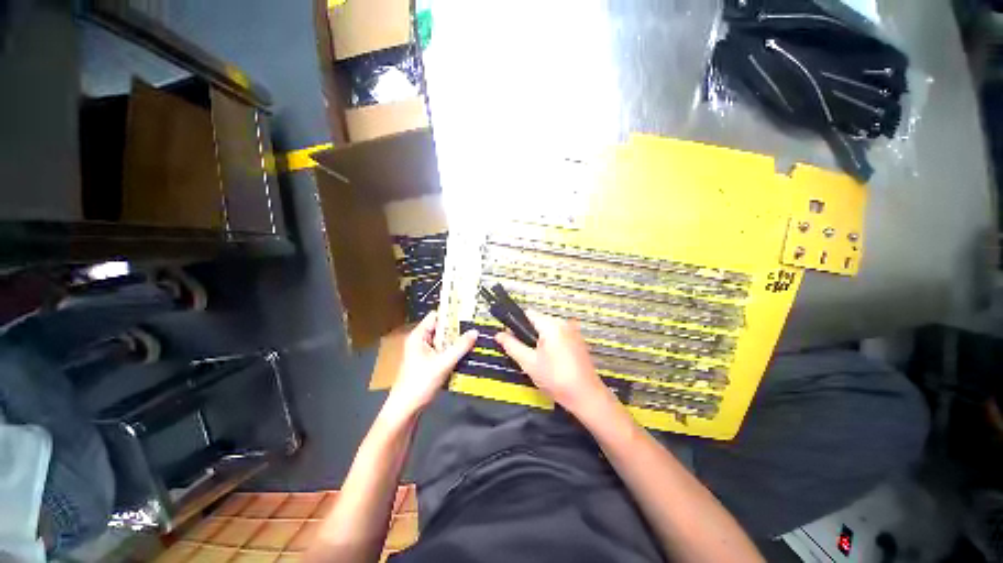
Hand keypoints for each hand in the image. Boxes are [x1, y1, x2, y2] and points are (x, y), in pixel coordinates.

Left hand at [383, 312, 476, 419]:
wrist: (406, 410)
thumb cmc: (420, 383)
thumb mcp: (443, 363)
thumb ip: (460, 347)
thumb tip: (475, 331)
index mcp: (419, 336)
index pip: (436, 316)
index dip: (451, 314)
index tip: (469, 313)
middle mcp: (421, 341)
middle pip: (441, 328)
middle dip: (457, 329)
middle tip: (476, 327)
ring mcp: (424, 352)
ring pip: (444, 341)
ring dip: (457, 341)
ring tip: (476, 338)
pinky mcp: (429, 363)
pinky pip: (444, 352)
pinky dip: (454, 352)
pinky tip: (468, 353)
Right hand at [495, 311, 609, 414]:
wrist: (586, 396)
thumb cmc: (555, 378)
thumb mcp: (529, 363)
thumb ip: (512, 345)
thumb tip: (499, 334)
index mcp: (551, 325)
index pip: (528, 314)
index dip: (516, 324)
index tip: (511, 339)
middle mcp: (563, 323)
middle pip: (539, 321)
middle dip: (529, 334)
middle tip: (526, 354)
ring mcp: (573, 331)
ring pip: (548, 329)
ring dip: (540, 340)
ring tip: (538, 360)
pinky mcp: (578, 341)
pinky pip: (558, 336)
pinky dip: (551, 344)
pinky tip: (551, 362)